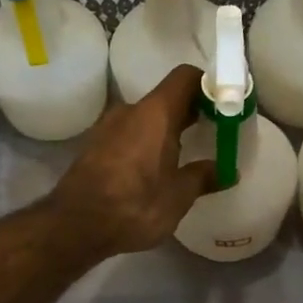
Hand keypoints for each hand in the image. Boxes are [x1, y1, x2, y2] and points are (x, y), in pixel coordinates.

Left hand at [51, 65, 215, 255]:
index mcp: (156, 112)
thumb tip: (227, 171)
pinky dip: (146, 142)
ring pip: (146, 117)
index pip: (186, 77)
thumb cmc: (135, 205)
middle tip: (213, 131)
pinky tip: (155, 168)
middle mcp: (130, 110)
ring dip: (166, 129)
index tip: (225, 104)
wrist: (75, 226)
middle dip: (191, 110)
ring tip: (185, 154)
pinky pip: (129, 134)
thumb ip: (203, 177)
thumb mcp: (178, 196)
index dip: (208, 85)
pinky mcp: (95, 146)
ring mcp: (108, 127)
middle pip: (167, 97)